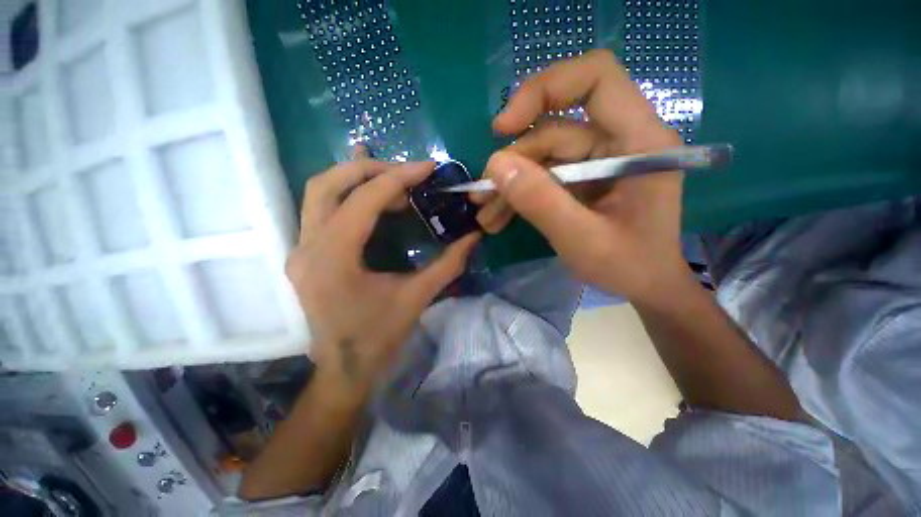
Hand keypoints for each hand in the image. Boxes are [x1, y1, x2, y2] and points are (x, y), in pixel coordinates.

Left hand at [286, 150, 479, 396]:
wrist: (344, 369)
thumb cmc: (379, 337)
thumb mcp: (417, 298)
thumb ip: (449, 264)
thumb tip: (474, 236)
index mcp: (334, 259)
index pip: (364, 200)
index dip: (399, 177)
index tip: (427, 167)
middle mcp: (307, 247)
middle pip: (327, 184)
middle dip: (371, 168)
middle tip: (407, 172)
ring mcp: (299, 249)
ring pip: (318, 193)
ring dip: (356, 178)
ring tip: (393, 182)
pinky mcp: (304, 254)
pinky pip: (319, 210)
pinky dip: (346, 194)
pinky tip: (367, 191)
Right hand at [472, 50, 689, 305]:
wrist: (645, 286)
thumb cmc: (629, 267)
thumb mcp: (582, 240)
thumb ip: (541, 202)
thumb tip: (495, 166)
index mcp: (639, 142)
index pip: (595, 78)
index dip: (545, 90)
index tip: (504, 128)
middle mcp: (619, 141)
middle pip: (554, 129)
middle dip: (513, 162)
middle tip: (483, 193)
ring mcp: (598, 161)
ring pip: (542, 156)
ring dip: (510, 184)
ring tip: (485, 214)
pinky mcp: (583, 178)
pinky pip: (544, 175)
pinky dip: (519, 194)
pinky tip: (498, 217)